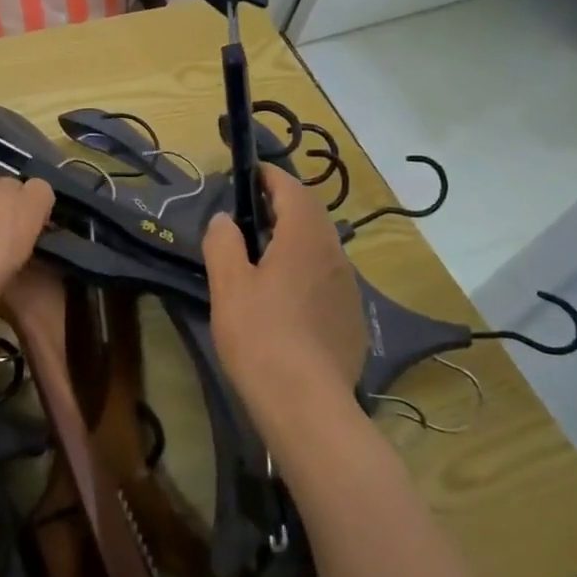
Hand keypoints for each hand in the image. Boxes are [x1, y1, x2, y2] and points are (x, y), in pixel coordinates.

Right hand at [203, 164, 368, 430]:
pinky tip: (289, 298)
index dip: (272, 176)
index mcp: (304, 238)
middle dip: (285, 205)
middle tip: (254, 211)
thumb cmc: (260, 336)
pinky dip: (309, 270)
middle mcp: (334, 254)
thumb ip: (224, 243)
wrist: (307, 403)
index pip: (293, 190)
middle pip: (312, 215)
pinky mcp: (352, 318)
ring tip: (268, 253)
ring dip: (298, 238)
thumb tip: (226, 220)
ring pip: (323, 248)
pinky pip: (330, 279)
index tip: (252, 173)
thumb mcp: (228, 285)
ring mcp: (349, 288)